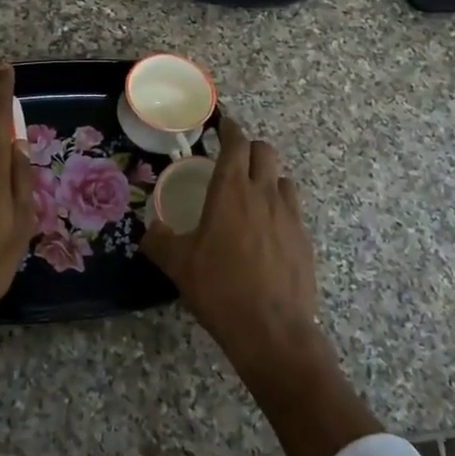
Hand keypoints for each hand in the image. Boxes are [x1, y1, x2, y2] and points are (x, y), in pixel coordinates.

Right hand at [143, 117, 380, 455]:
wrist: (272, 330)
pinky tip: (267, 231)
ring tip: (251, 195)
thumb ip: (159, 240)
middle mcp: (264, 194)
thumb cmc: (219, 289)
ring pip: (283, 179)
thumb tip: (149, 229)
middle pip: (265, 151)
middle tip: (233, 159)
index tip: (222, 125)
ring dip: (267, 177)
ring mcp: (290, 216)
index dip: (229, 129)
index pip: (236, 143)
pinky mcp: (305, 240)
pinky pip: (293, 209)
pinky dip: (280, 207)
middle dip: (250, 148)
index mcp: (231, 190)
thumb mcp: (178, 264)